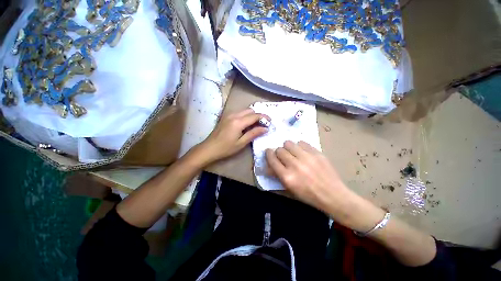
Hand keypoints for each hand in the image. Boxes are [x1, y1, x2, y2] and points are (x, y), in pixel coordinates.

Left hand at [198, 108, 269, 163]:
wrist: (209, 148)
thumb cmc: (226, 148)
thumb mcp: (241, 143)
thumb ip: (254, 134)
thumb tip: (265, 128)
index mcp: (238, 121)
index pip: (254, 115)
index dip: (264, 117)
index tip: (270, 121)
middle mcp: (233, 115)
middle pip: (250, 110)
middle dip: (258, 115)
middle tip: (263, 124)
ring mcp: (229, 115)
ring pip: (244, 111)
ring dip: (252, 116)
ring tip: (256, 125)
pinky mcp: (226, 117)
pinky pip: (239, 113)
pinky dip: (245, 117)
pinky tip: (247, 125)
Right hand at [266, 141, 383, 230]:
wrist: (333, 195)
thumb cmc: (309, 195)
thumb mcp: (290, 189)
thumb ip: (277, 175)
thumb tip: (269, 165)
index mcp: (287, 177)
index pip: (272, 159)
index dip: (268, 153)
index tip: (268, 151)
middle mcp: (295, 165)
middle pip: (280, 150)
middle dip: (279, 152)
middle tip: (283, 156)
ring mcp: (307, 157)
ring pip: (289, 143)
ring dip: (288, 147)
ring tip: (292, 152)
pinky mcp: (316, 153)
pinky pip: (302, 143)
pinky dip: (299, 146)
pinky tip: (303, 152)